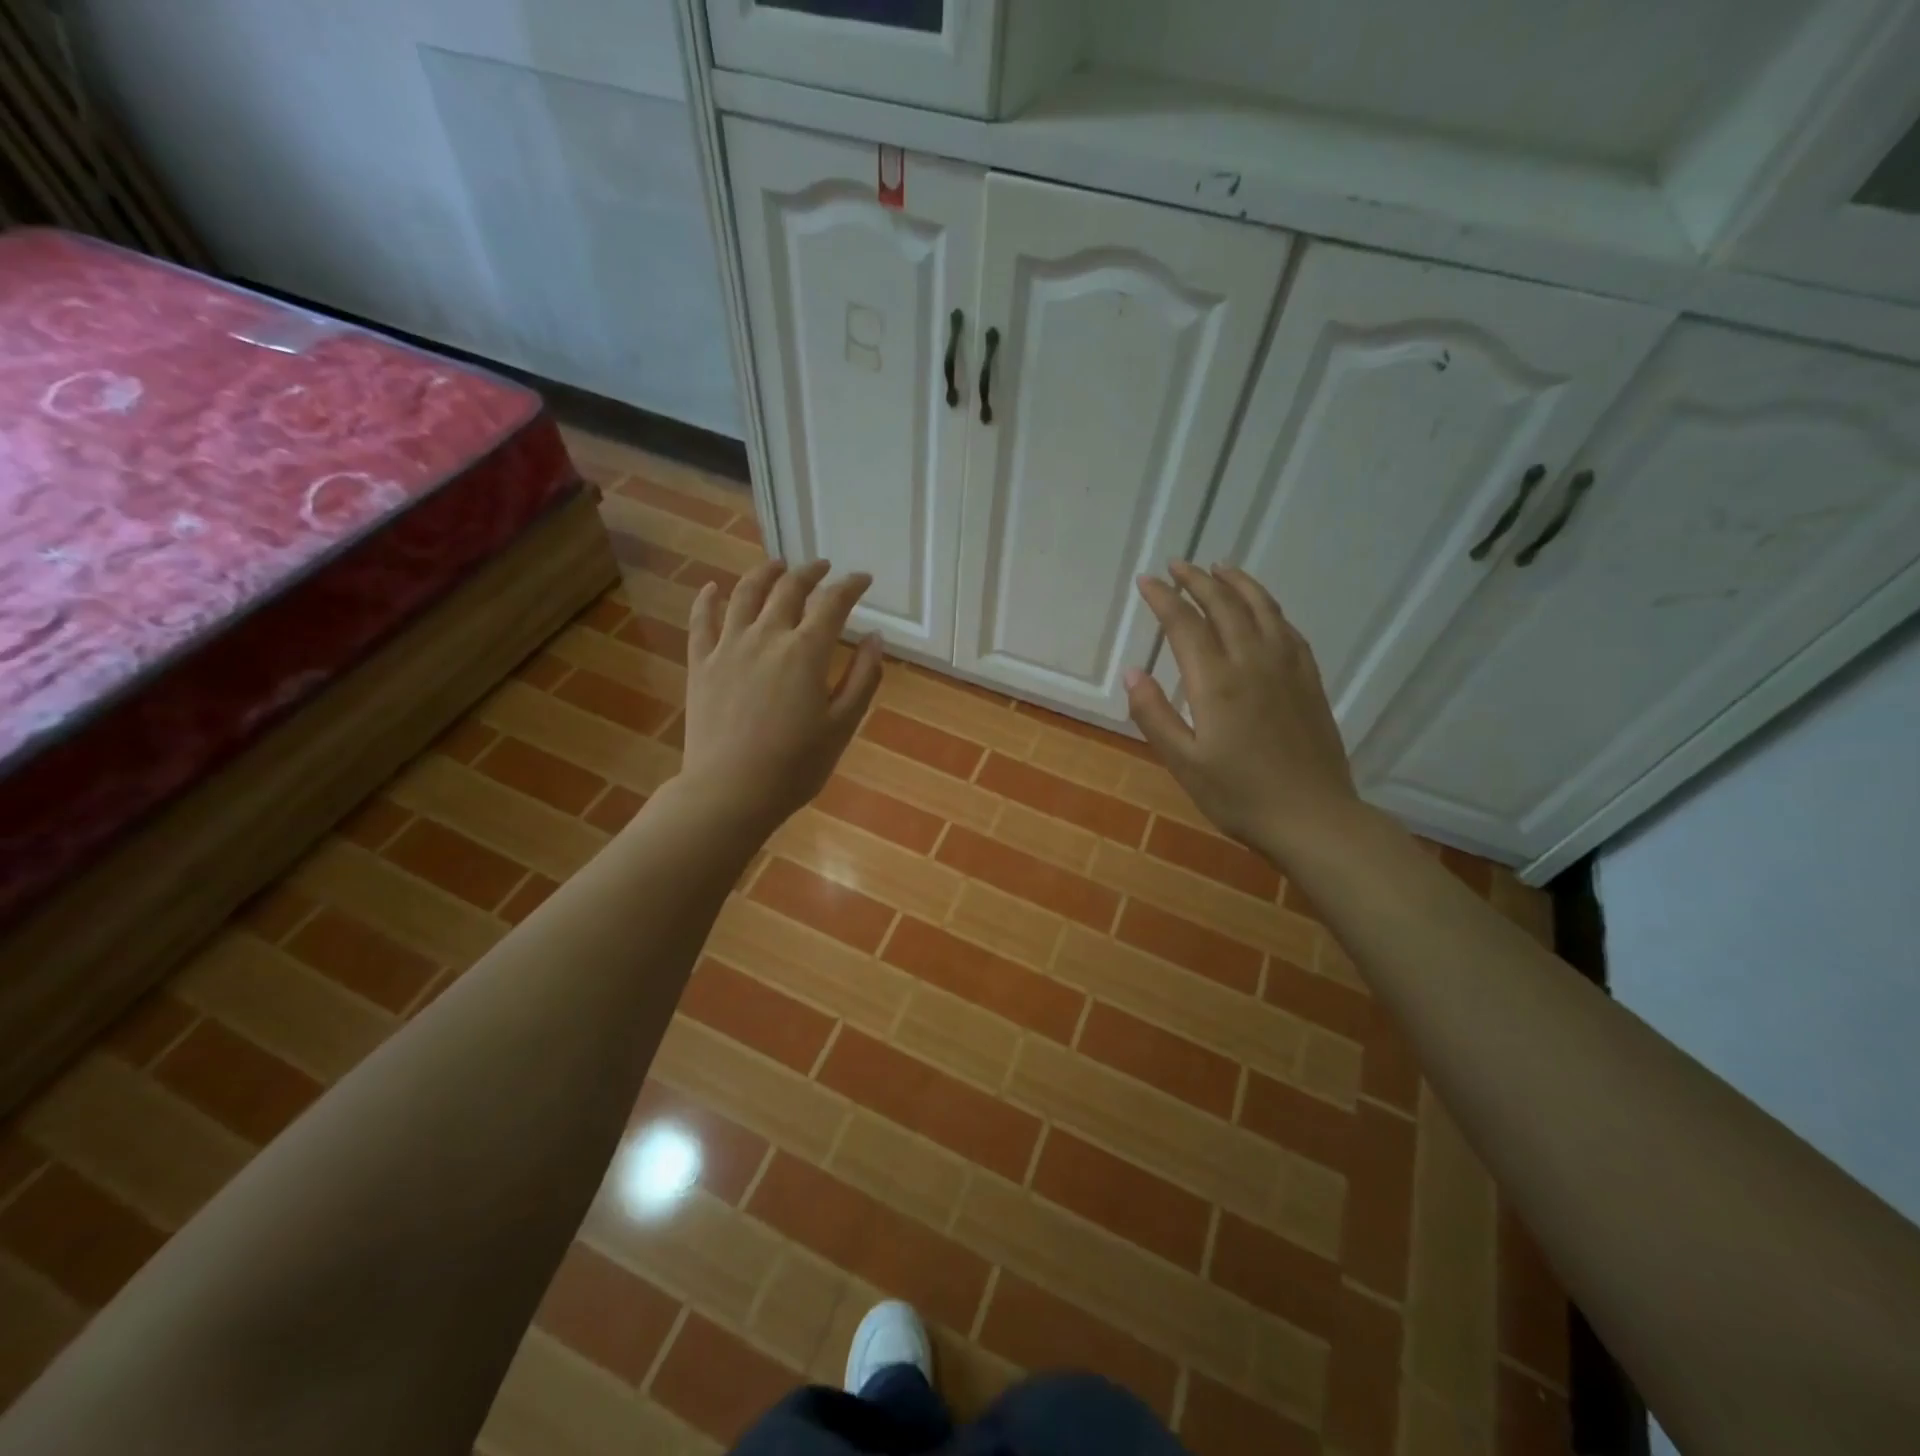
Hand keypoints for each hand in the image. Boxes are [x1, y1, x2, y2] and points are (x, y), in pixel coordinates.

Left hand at [680, 559, 883, 834]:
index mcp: (806, 652)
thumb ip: (863, 678)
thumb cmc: (795, 766)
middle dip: (810, 572)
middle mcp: (766, 637)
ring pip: (745, 594)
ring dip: (764, 573)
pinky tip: (712, 587)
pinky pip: (701, 621)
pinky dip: (707, 598)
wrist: (730, 792)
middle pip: (789, 589)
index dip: (851, 586)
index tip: (863, 579)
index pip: (833, 603)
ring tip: (777, 565)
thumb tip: (875, 638)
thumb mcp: (842, 726)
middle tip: (822, 568)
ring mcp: (728, 647)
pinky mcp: (701, 664)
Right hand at [1125, 562, 1360, 860]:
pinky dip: (1269, 608)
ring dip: (1237, 583)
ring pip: (1262, 608)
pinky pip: (1288, 629)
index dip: (1163, 598)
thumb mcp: (1183, 763)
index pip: (1184, 624)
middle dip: (1197, 580)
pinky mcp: (1309, 680)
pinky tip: (1262, 608)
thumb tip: (1132, 671)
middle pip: (1224, 605)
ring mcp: (1287, 668)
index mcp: (1217, 682)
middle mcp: (1253, 662)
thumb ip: (1154, 714)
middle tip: (1177, 565)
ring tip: (1219, 568)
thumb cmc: (1239, 795)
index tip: (1146, 581)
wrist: (1313, 817)